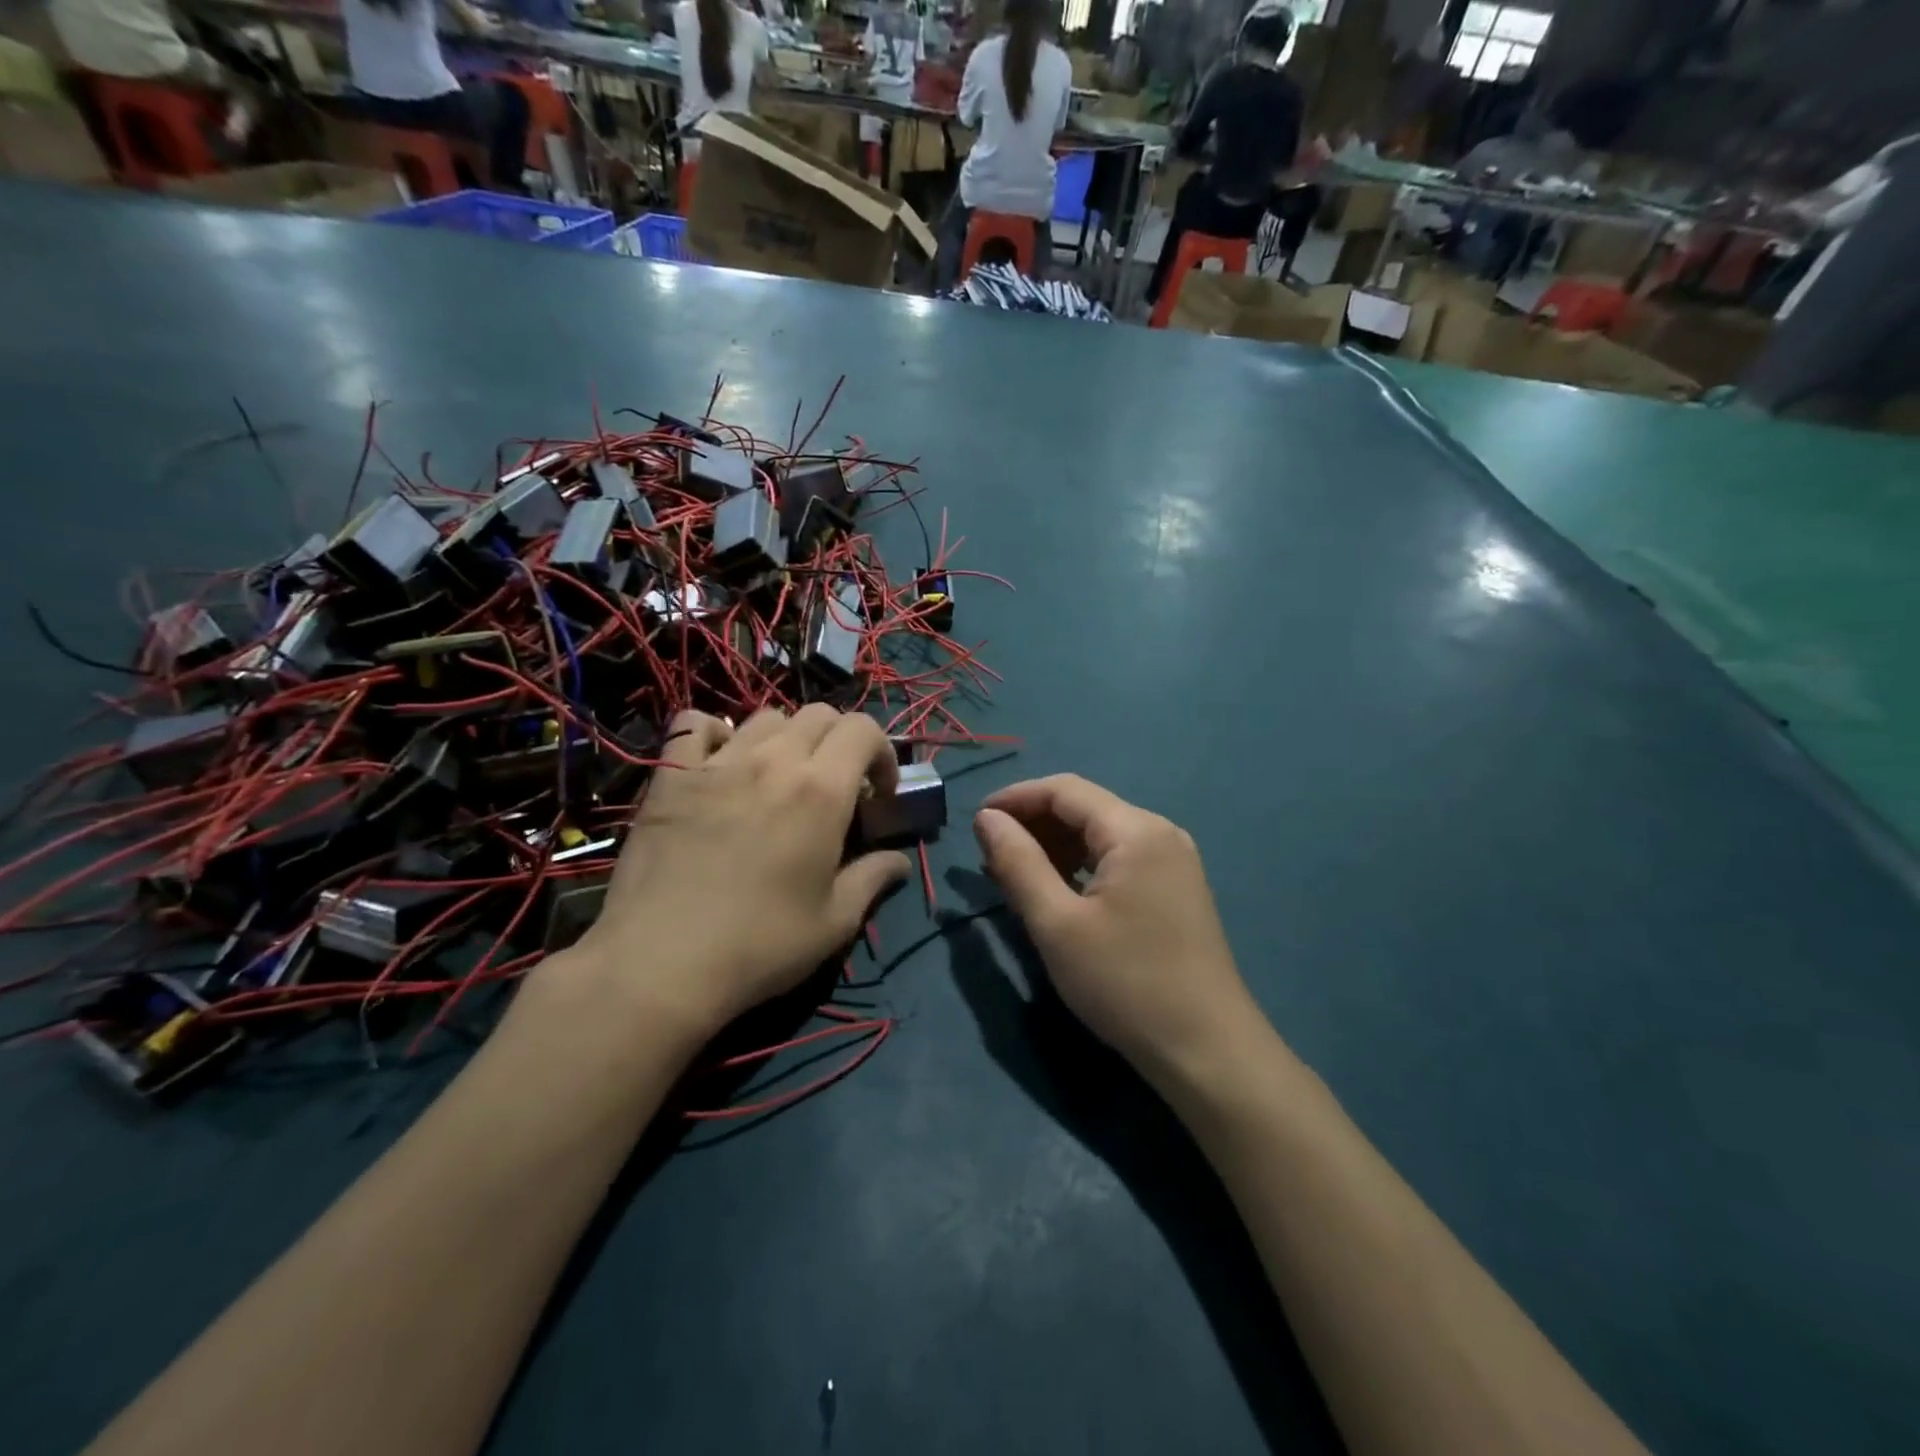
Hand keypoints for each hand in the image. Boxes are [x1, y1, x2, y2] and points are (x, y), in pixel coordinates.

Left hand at [575, 706, 908, 1035]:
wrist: (661, 963)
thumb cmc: (760, 945)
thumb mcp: (834, 923)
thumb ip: (873, 879)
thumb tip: (899, 861)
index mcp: (821, 791)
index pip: (863, 729)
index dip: (882, 752)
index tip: (879, 793)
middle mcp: (774, 762)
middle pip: (819, 715)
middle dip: (840, 742)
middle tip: (836, 785)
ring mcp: (718, 763)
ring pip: (765, 717)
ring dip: (787, 738)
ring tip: (780, 777)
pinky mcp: (671, 776)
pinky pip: (693, 725)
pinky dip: (713, 733)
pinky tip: (718, 762)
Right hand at [973, 776, 1259, 1086]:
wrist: (1207, 1051)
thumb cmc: (1125, 983)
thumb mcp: (1057, 924)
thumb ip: (1018, 862)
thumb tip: (986, 818)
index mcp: (1135, 830)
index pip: (1064, 790)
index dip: (1015, 798)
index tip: (975, 821)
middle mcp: (1159, 833)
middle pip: (1084, 808)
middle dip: (1033, 823)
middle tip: (989, 855)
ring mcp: (1173, 862)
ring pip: (1100, 835)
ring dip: (1054, 846)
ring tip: (1014, 874)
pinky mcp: (1175, 890)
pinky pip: (1118, 860)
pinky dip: (1081, 866)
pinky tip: (1056, 891)